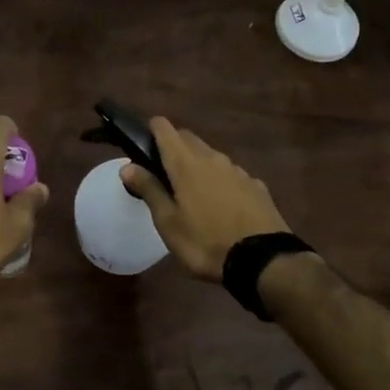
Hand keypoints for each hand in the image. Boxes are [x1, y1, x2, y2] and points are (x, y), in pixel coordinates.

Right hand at [121, 117, 290, 281]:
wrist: (263, 261)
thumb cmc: (205, 242)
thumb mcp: (168, 223)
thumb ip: (149, 190)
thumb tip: (127, 166)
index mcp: (186, 163)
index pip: (164, 128)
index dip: (151, 130)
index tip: (142, 144)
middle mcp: (212, 158)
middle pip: (188, 138)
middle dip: (173, 147)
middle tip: (162, 173)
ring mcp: (238, 170)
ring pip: (211, 156)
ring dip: (198, 164)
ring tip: (191, 193)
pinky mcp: (256, 185)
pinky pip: (231, 174)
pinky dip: (220, 181)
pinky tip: (221, 205)